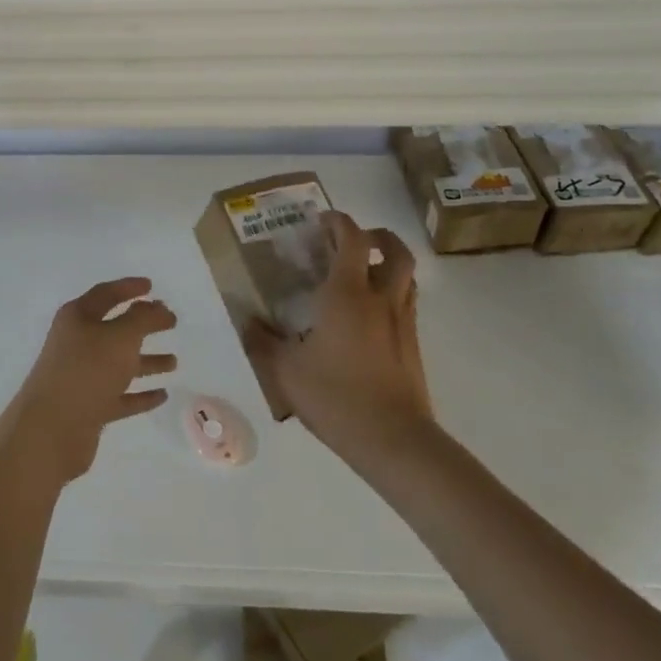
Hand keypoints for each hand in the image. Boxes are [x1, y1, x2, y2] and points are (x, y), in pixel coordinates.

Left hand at [0, 277, 177, 486]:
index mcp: (77, 318)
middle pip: (114, 329)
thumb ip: (143, 319)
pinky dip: (139, 394)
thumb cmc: (87, 371)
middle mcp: (77, 343)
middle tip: (171, 322)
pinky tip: (162, 395)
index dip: (129, 288)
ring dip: (146, 361)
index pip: (106, 294)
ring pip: (119, 364)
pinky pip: (119, 395)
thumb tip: (157, 307)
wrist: (51, 429)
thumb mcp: (120, 337)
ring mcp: (82, 377)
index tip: (151, 286)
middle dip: (142, 325)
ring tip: (174, 362)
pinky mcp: (88, 407)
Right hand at [245, 212, 432, 466]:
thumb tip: (247, 321)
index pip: (351, 240)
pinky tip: (370, 314)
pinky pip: (407, 303)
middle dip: (375, 235)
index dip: (338, 222)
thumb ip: (263, 341)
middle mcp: (380, 299)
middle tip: (352, 240)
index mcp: (346, 295)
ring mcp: (402, 322)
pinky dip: (392, 293)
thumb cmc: (335, 397)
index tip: (321, 220)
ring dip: (388, 262)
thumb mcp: (284, 370)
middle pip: (393, 250)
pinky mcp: (413, 345)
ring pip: (406, 275)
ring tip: (363, 271)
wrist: (394, 439)